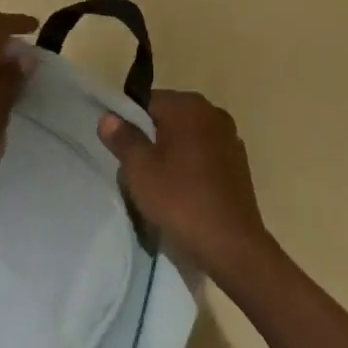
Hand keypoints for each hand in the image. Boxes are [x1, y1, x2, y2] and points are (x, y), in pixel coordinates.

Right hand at [99, 91, 277, 284]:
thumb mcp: (139, 169)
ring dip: (170, 153)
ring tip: (157, 184)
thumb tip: (109, 116)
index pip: (147, 101)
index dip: (128, 122)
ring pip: (186, 138)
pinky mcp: (238, 164)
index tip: (120, 150)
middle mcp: (213, 114)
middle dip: (149, 138)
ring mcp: (230, 139)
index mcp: (189, 107)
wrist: (231, 246)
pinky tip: (182, 192)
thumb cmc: (180, 200)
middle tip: (135, 169)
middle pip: (168, 118)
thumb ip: (122, 137)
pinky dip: (190, 167)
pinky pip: (203, 155)